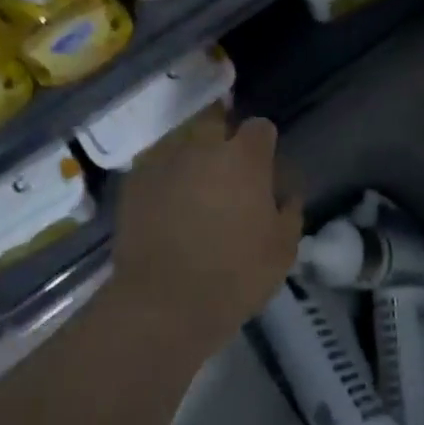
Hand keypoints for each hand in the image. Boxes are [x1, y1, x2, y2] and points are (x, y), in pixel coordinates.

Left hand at [111, 109, 303, 361]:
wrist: (164, 304)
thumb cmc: (235, 275)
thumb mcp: (283, 249)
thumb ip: (289, 210)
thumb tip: (286, 193)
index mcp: (244, 158)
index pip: (260, 127)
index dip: (263, 143)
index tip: (263, 165)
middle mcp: (203, 147)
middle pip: (215, 121)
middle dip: (222, 136)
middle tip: (226, 167)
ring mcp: (165, 161)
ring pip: (182, 141)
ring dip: (191, 155)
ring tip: (193, 183)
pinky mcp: (134, 182)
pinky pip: (155, 166)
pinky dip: (163, 176)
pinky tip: (166, 201)